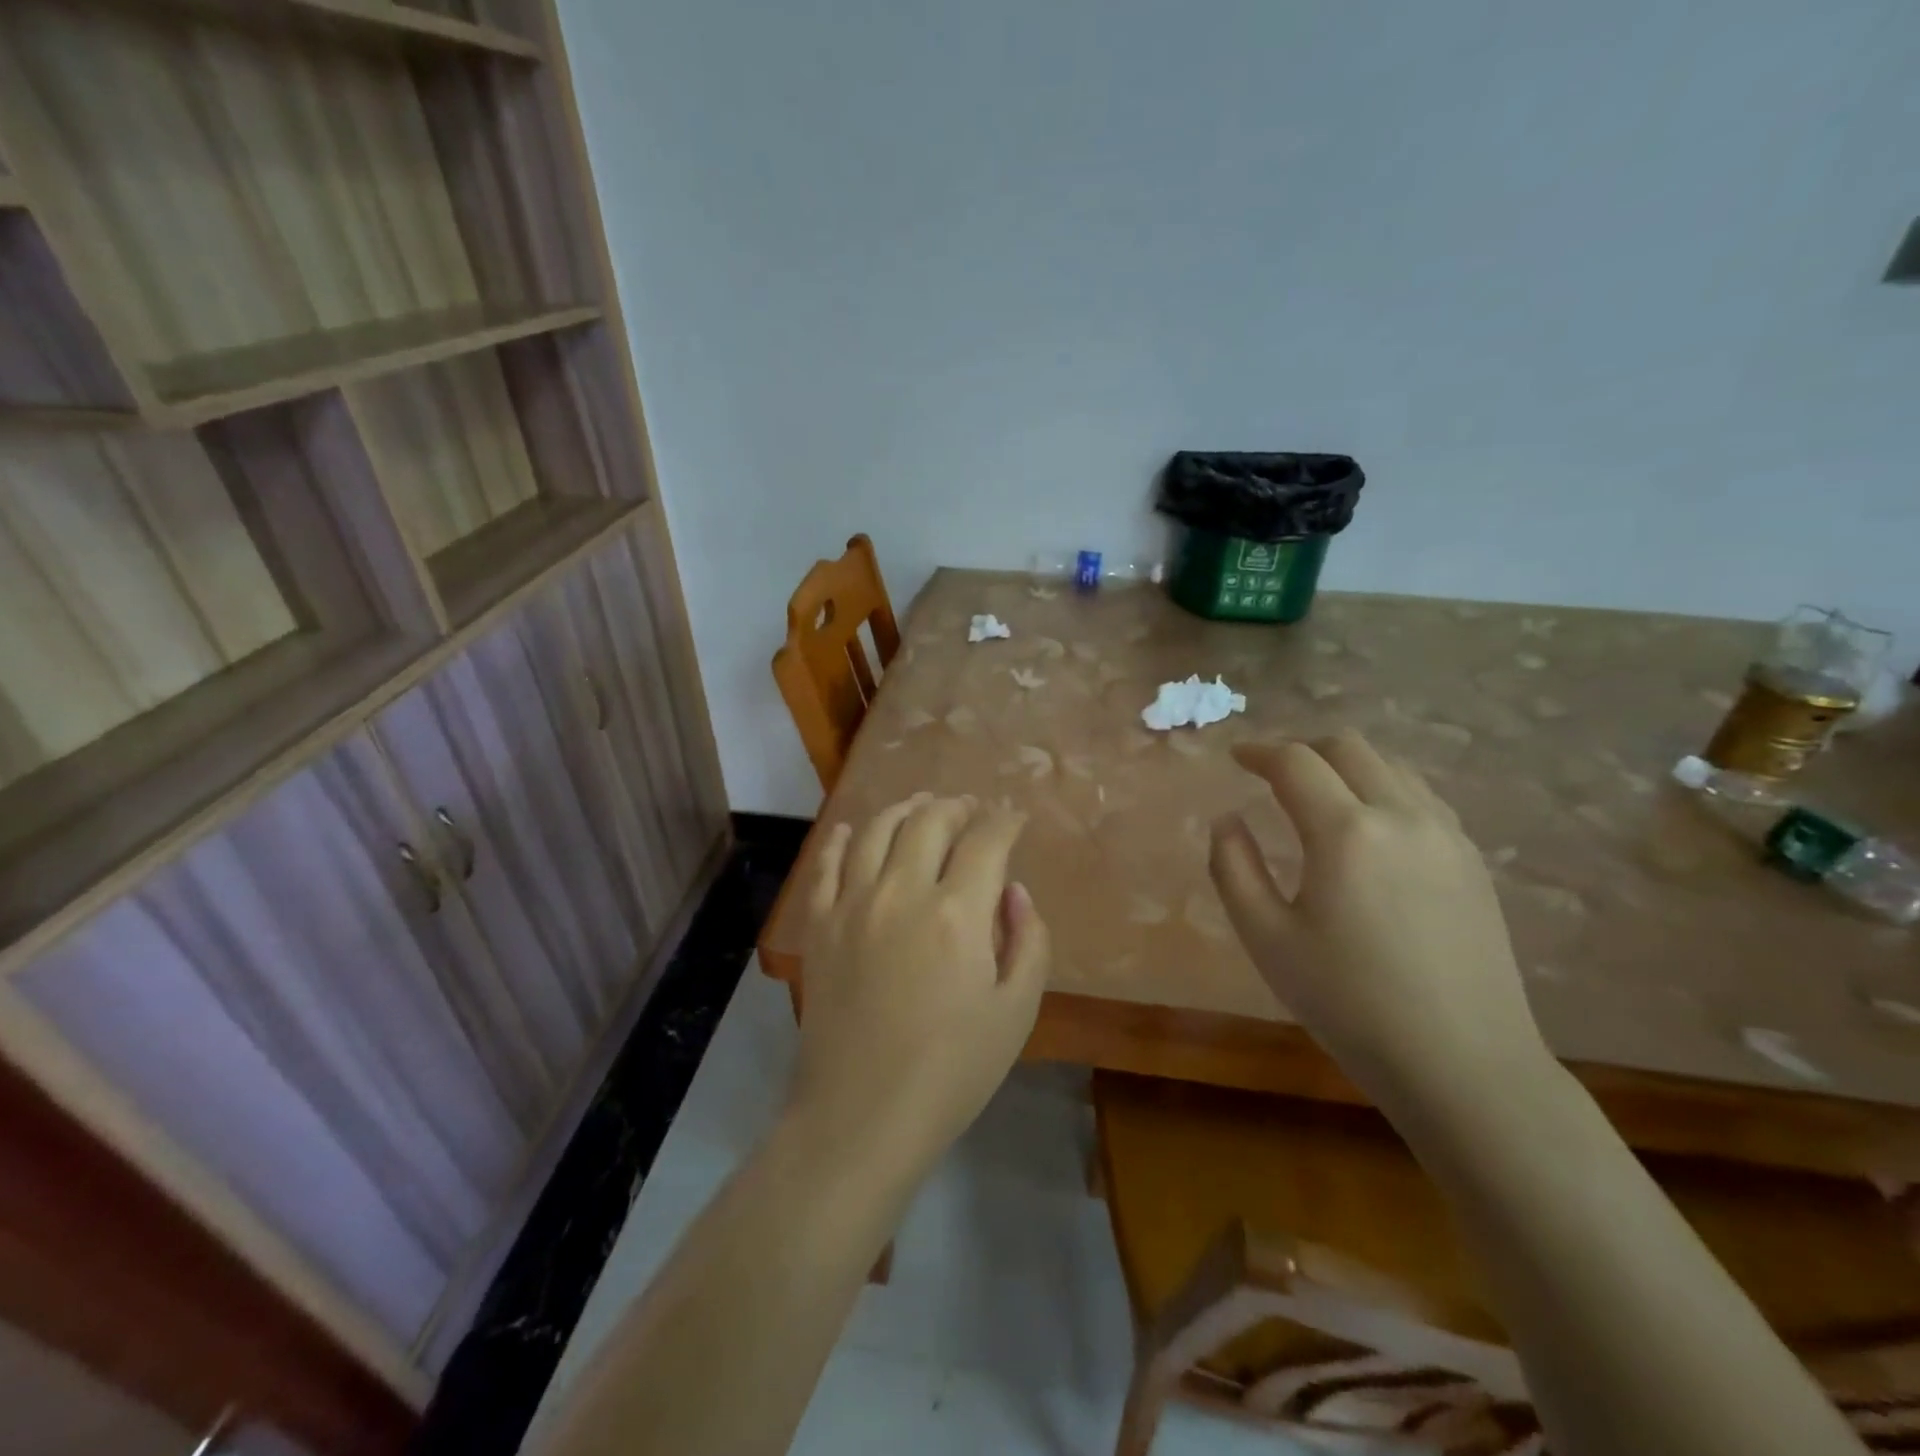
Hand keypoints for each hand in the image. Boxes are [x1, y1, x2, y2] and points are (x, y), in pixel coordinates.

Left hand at [791, 794, 1050, 1176]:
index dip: (1005, 821)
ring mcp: (852, 904)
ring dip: (905, 809)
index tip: (1014, 817)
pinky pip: (826, 864)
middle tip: (970, 808)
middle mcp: (902, 892)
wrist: (861, 1116)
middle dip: (956, 807)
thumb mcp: (1016, 1012)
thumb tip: (1014, 891)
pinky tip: (853, 830)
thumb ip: (1028, 942)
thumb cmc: (952, 1071)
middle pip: (930, 822)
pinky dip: (842, 839)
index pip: (986, 841)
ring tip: (921, 805)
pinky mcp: (819, 925)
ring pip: (878, 831)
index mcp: (957, 913)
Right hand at [1209, 731, 1548, 1109]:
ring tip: (1318, 794)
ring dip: (1346, 765)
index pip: (1295, 762)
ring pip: (1392, 766)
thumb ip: (1234, 868)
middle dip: (1303, 749)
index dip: (1259, 751)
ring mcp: (1447, 835)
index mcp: (1345, 832)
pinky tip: (1369, 826)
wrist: (1462, 1063)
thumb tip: (1227, 820)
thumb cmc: (1348, 1003)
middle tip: (1272, 772)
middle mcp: (1402, 816)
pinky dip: (1384, 788)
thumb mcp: (1266, 939)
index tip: (1235, 756)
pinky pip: (1422, 797)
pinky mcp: (1472, 860)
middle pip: (1349, 747)